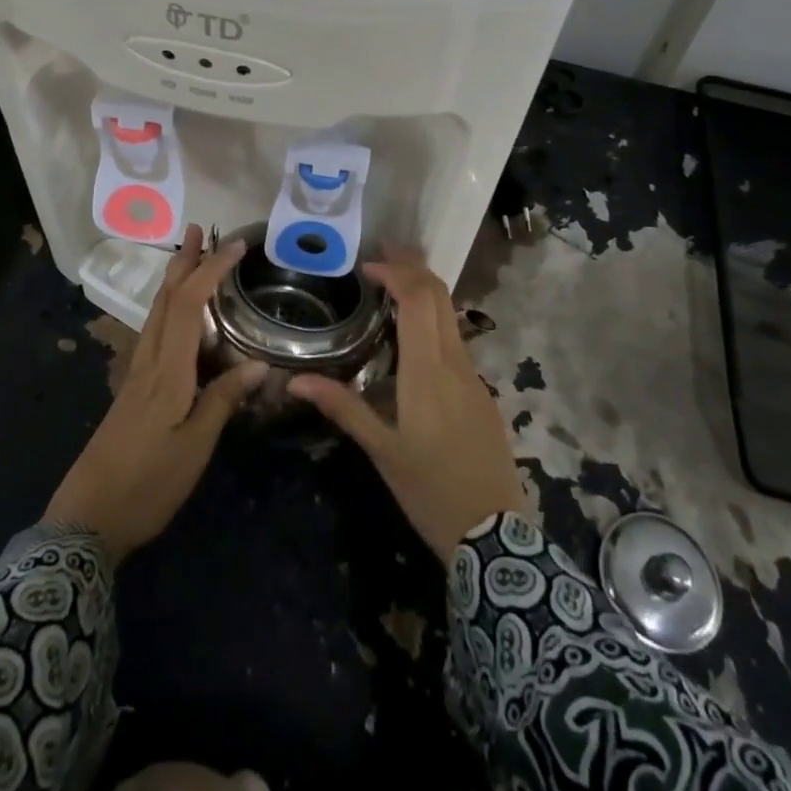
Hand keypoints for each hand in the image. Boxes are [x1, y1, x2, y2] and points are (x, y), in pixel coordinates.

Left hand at [46, 226, 262, 560]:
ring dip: (174, 280)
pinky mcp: (131, 390)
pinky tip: (179, 317)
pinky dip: (170, 308)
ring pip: (155, 313)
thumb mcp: (194, 448)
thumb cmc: (146, 485)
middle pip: (164, 299)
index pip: (189, 305)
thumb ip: (223, 401)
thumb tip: (259, 364)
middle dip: (183, 260)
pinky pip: (154, 333)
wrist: (85, 522)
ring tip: (191, 258)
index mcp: (166, 372)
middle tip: (200, 230)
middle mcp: (147, 362)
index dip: (211, 270)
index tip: (236, 246)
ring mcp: (135, 375)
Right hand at [289, 248, 530, 562]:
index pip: (418, 299)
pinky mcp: (481, 390)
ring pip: (451, 315)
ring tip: (392, 286)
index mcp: (427, 371)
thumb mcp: (381, 451)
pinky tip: (413, 334)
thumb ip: (342, 407)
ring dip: (425, 291)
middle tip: (381, 256)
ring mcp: (474, 375)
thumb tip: (295, 381)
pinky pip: (456, 339)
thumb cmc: (429, 489)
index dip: (396, 273)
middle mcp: (455, 362)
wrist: (495, 534)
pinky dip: (434, 319)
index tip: (368, 265)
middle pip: (440, 296)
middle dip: (413, 267)